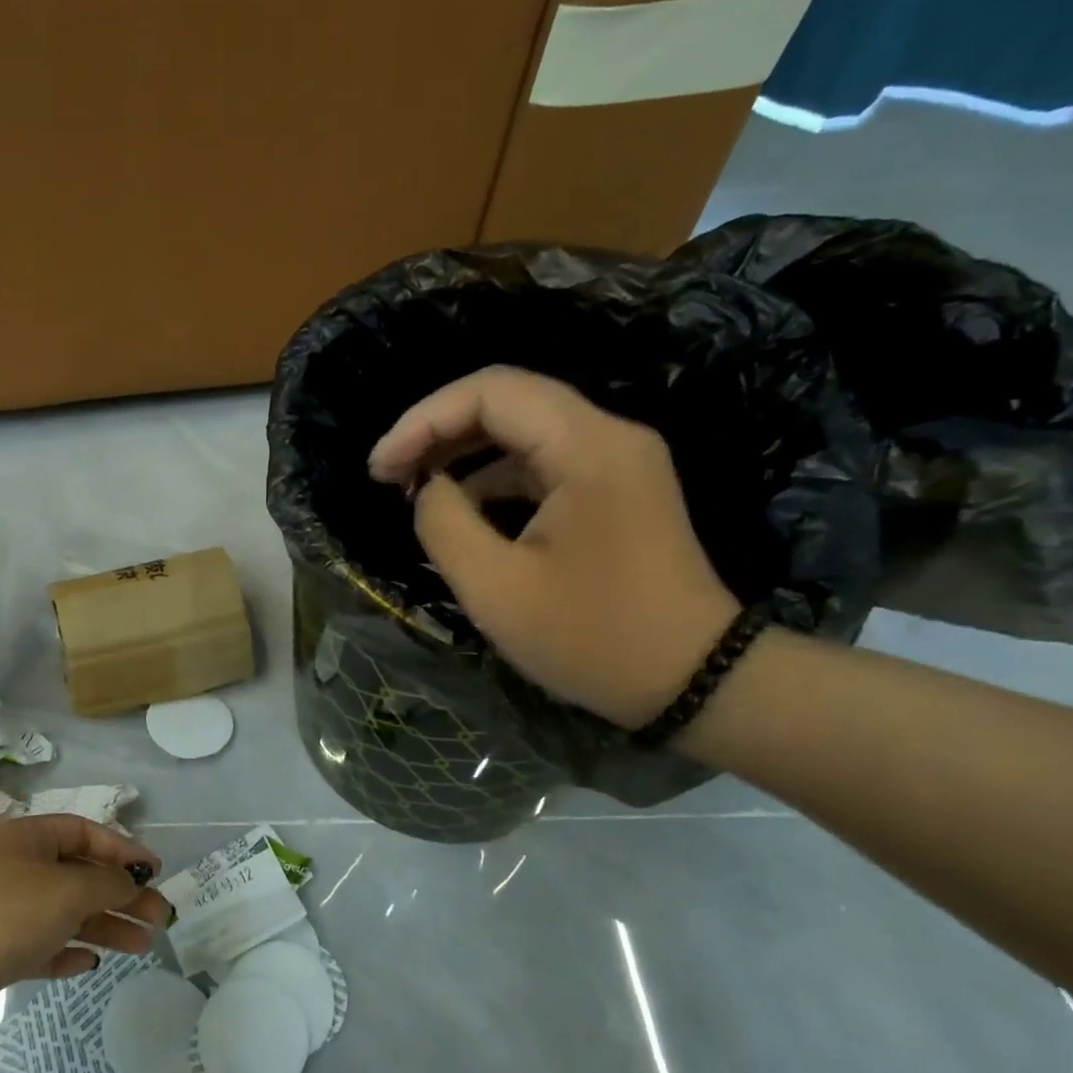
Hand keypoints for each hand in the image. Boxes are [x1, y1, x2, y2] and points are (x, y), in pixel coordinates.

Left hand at [0, 815, 166, 1032]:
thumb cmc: (5, 916)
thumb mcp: (67, 890)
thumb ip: (107, 883)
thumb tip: (130, 883)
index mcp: (29, 839)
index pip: (86, 833)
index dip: (123, 849)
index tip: (155, 871)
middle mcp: (18, 869)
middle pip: (81, 875)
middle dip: (121, 894)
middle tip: (159, 918)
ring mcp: (6, 911)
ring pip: (67, 913)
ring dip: (105, 925)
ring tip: (142, 946)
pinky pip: (43, 946)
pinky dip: (68, 951)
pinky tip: (92, 963)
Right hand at [368, 367, 739, 728]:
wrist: (692, 681)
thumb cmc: (591, 638)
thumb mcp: (495, 588)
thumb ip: (443, 523)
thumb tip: (428, 490)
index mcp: (587, 447)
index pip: (490, 392)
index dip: (423, 420)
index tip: (380, 469)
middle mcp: (608, 435)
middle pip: (507, 400)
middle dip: (437, 431)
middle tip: (388, 475)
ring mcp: (616, 460)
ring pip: (522, 429)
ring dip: (462, 452)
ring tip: (413, 490)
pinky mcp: (614, 487)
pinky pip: (541, 461)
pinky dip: (491, 477)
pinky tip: (460, 510)